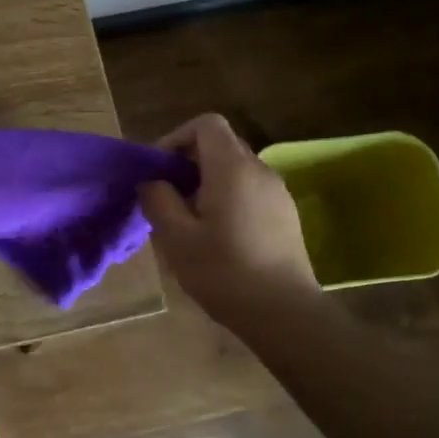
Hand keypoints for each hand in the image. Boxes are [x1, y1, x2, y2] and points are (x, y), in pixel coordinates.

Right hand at [138, 113, 318, 326]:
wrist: (284, 313)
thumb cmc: (224, 272)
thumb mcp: (176, 238)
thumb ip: (158, 200)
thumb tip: (152, 182)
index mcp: (232, 168)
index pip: (206, 124)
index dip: (177, 138)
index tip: (160, 170)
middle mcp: (259, 170)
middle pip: (221, 144)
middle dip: (189, 162)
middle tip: (168, 197)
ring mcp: (278, 192)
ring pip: (236, 169)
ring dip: (208, 182)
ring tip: (189, 220)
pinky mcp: (286, 214)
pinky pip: (250, 189)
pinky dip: (228, 197)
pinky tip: (217, 235)